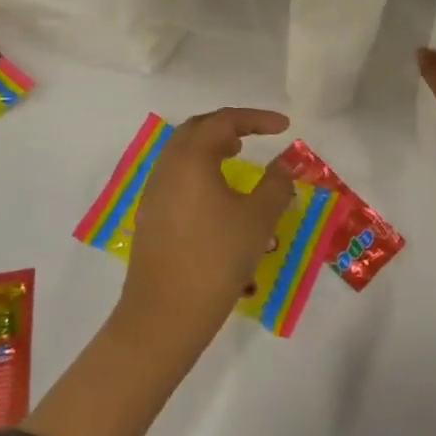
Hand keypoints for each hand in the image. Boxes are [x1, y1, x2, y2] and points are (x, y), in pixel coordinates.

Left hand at [116, 107, 296, 350]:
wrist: (164, 316)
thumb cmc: (216, 259)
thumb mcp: (257, 220)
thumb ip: (275, 185)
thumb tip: (284, 165)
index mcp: (191, 158)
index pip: (224, 121)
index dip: (257, 119)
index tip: (284, 127)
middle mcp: (168, 166)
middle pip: (197, 129)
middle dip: (228, 126)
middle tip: (255, 135)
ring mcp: (154, 192)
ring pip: (183, 152)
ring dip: (211, 147)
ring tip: (237, 157)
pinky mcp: (151, 216)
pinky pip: (176, 175)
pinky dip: (199, 169)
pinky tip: (217, 194)